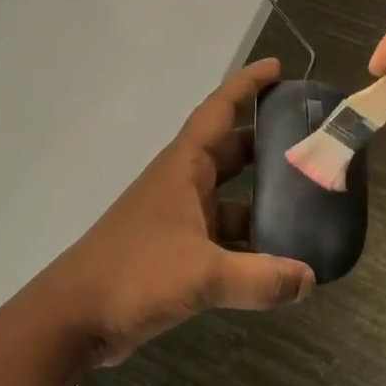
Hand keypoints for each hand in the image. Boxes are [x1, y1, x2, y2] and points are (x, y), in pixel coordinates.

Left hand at [40, 58, 315, 363]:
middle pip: (230, 153)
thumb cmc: (135, 274)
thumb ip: (260, 278)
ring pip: (230, 198)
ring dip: (263, 200)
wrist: (75, 317)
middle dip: (267, 145)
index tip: (277, 68)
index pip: (218, 112)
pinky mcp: (176, 253)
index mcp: (183, 169)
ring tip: (309, 205)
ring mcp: (177, 220)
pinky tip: (279, 259)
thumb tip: (309, 280)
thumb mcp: (203, 274)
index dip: (246, 86)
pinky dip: (249, 242)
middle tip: (310, 144)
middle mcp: (181, 185)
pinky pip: (222, 236)